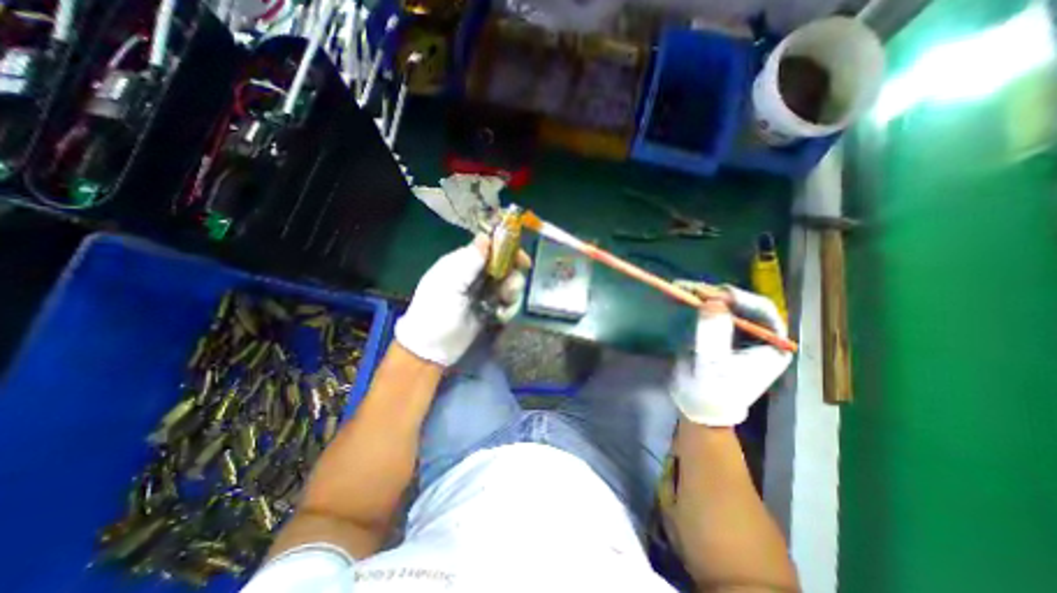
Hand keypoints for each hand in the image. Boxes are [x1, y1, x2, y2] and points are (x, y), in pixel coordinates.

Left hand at [392, 235, 527, 365]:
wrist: (432, 348)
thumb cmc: (436, 312)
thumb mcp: (449, 283)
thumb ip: (469, 261)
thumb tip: (485, 237)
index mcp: (462, 263)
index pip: (490, 248)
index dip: (508, 250)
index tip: (522, 261)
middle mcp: (476, 275)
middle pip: (505, 266)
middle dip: (512, 277)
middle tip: (508, 291)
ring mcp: (485, 293)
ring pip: (510, 284)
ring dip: (511, 295)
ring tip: (503, 306)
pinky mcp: (491, 309)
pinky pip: (509, 303)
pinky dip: (509, 309)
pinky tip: (500, 317)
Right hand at [671, 284, 787, 426]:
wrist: (698, 407)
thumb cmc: (712, 392)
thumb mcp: (713, 365)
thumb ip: (713, 333)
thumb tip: (712, 301)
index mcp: (771, 345)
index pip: (763, 311)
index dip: (740, 299)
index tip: (715, 295)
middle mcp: (758, 334)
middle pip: (742, 304)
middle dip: (717, 294)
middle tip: (692, 288)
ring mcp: (737, 331)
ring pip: (725, 304)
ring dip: (704, 295)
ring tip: (683, 288)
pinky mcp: (719, 331)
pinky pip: (711, 311)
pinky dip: (696, 303)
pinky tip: (683, 296)